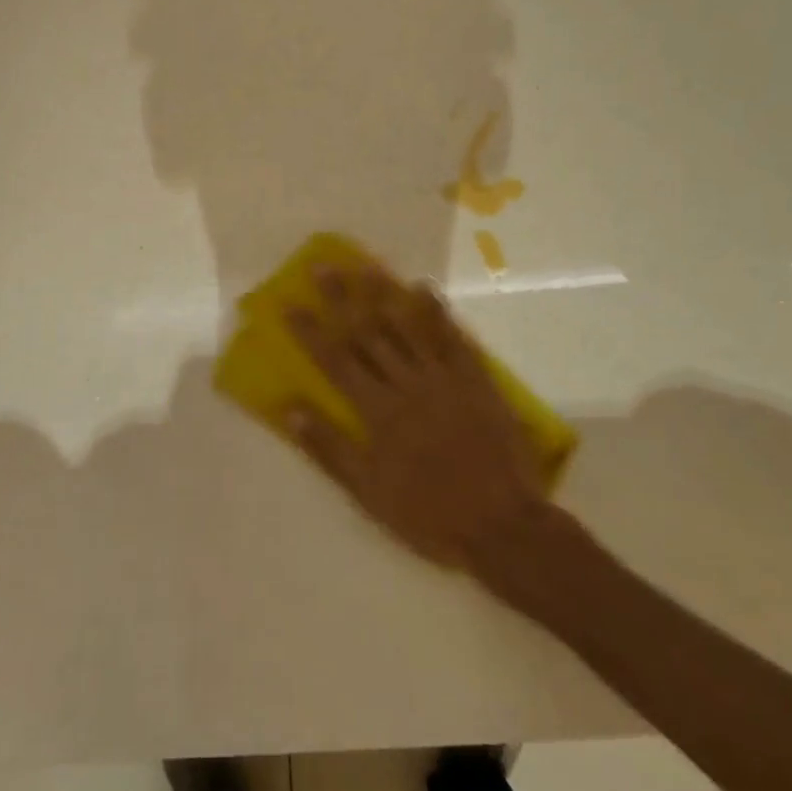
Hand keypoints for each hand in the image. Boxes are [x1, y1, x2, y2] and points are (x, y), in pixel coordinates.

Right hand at [286, 267, 547, 569]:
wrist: (501, 525)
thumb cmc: (428, 513)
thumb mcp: (368, 493)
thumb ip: (329, 448)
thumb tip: (290, 408)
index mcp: (377, 411)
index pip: (335, 360)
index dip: (310, 330)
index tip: (289, 303)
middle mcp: (406, 384)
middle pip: (368, 333)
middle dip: (342, 298)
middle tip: (324, 266)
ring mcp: (444, 378)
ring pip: (408, 327)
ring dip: (385, 294)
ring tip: (366, 265)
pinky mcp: (476, 381)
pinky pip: (454, 339)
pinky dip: (438, 313)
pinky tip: (425, 290)